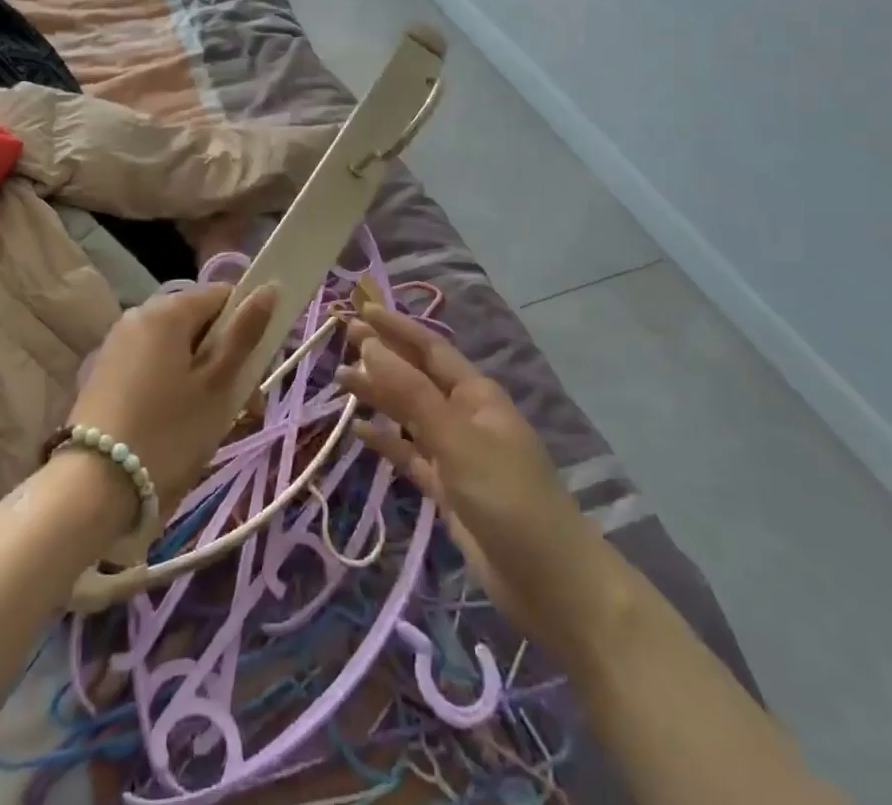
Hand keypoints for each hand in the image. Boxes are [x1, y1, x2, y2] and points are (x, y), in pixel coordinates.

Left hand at [66, 282, 277, 520]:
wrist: (92, 488)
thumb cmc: (168, 432)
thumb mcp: (217, 385)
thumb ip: (244, 333)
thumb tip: (269, 288)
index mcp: (168, 310)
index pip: (223, 295)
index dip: (247, 325)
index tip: (256, 369)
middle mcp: (139, 315)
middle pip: (199, 323)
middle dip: (225, 357)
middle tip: (241, 406)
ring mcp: (118, 343)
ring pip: (177, 348)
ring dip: (201, 375)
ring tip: (211, 423)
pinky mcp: (105, 372)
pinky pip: (153, 365)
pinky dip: (173, 385)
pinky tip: (177, 424)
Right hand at [340, 303, 617, 670]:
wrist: (549, 582)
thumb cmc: (507, 496)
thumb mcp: (456, 438)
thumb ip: (411, 394)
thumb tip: (370, 346)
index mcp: (475, 394)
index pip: (429, 348)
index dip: (396, 327)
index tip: (361, 310)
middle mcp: (464, 415)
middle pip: (416, 377)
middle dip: (383, 356)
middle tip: (342, 339)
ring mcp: (456, 453)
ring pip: (409, 414)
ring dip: (379, 396)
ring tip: (341, 381)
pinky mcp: (447, 489)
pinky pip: (410, 454)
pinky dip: (387, 441)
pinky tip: (359, 432)